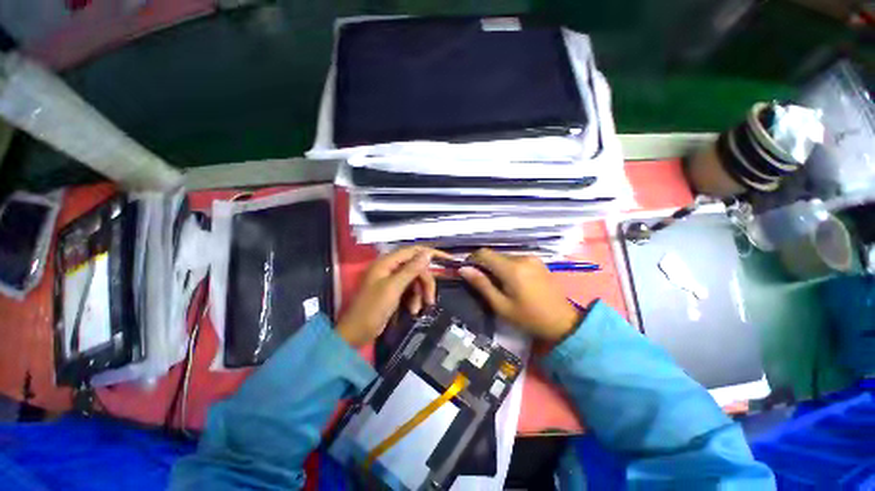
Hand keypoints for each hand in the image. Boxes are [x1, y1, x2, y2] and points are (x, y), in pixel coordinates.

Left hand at [336, 247, 444, 347]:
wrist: (356, 334)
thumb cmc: (372, 309)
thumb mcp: (393, 288)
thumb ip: (411, 269)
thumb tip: (427, 253)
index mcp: (387, 262)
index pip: (414, 251)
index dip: (432, 254)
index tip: (449, 260)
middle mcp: (390, 267)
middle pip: (416, 268)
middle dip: (425, 283)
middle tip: (430, 299)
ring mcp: (391, 279)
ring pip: (415, 280)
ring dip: (419, 294)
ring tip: (418, 309)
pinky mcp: (393, 291)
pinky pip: (410, 290)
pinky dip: (414, 299)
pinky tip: (412, 311)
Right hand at [459, 249, 581, 342]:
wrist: (563, 321)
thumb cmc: (529, 317)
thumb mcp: (501, 305)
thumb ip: (481, 284)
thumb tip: (463, 269)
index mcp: (512, 268)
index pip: (484, 253)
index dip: (472, 259)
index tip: (467, 271)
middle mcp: (522, 258)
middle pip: (494, 255)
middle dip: (484, 265)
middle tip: (483, 283)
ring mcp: (532, 258)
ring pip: (504, 257)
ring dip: (496, 267)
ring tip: (498, 285)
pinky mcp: (538, 261)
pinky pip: (515, 259)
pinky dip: (507, 267)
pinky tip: (511, 282)